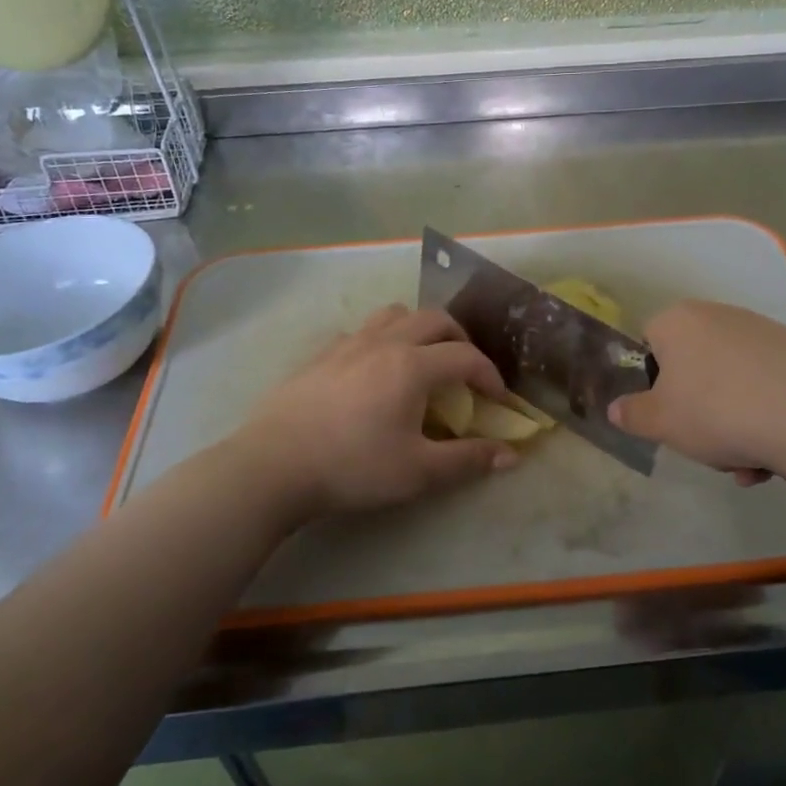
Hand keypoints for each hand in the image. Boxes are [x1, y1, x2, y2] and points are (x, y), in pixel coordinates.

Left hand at [229, 305, 518, 519]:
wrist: (274, 465)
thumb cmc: (353, 468)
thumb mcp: (418, 472)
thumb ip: (467, 460)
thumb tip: (511, 456)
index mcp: (413, 366)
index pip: (466, 357)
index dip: (489, 375)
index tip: (497, 399)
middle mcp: (384, 343)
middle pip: (435, 319)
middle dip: (460, 339)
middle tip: (464, 370)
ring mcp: (348, 344)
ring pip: (395, 313)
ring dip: (419, 328)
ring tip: (422, 358)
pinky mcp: (320, 354)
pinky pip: (362, 331)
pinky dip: (382, 339)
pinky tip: (373, 370)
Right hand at [610, 301, 785, 481]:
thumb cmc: (716, 411)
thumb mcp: (660, 422)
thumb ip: (632, 414)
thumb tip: (616, 408)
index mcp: (678, 321)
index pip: (649, 342)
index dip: (652, 382)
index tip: (664, 414)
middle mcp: (720, 315)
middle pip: (694, 367)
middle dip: (697, 410)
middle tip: (706, 445)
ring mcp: (764, 332)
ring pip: (732, 384)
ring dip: (733, 425)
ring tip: (747, 464)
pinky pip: (768, 388)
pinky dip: (765, 419)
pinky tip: (774, 457)